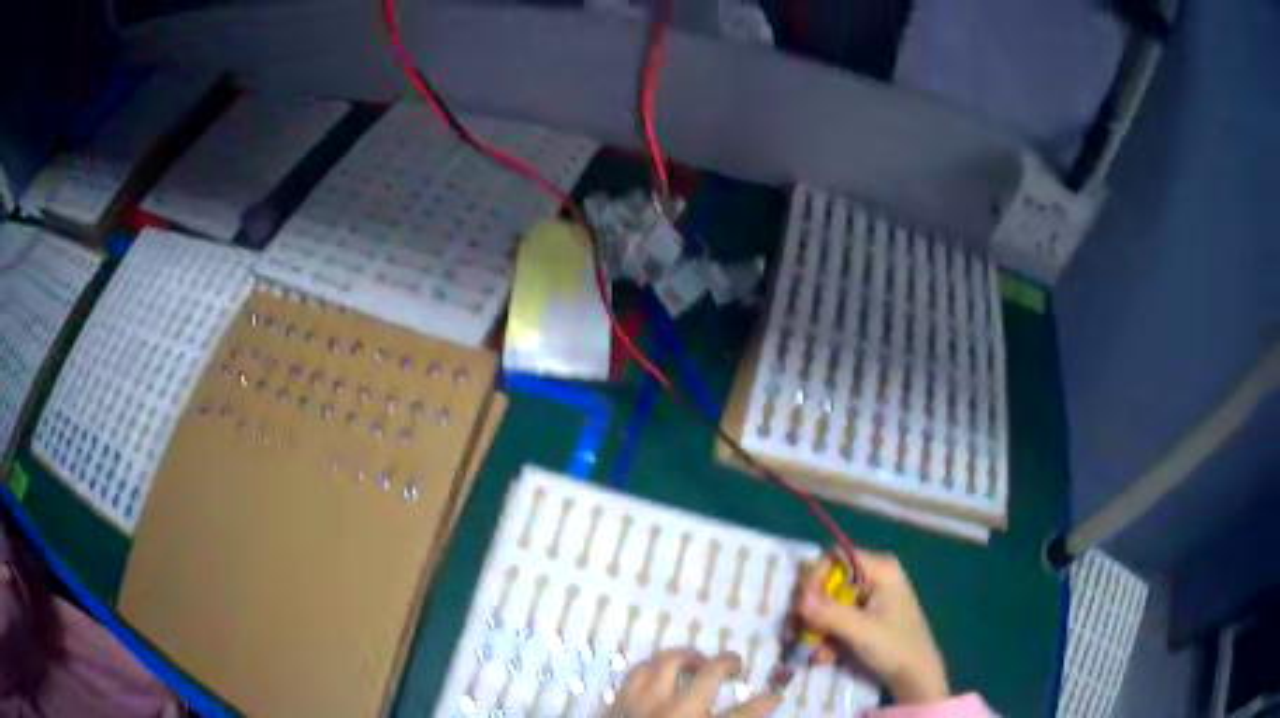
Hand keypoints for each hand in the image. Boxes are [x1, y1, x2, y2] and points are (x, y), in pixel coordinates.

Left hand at [610, 648, 780, 716]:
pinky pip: (635, 674)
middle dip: (725, 662)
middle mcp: (675, 712)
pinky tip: (656, 674)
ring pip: (665, 663)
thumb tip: (741, 717)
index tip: (776, 695)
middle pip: (706, 674)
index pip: (745, 713)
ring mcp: (642, 704)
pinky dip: (650, 669)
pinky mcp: (616, 703)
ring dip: (683, 657)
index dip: (764, 702)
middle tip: (733, 664)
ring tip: (693, 662)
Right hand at [795, 550, 948, 704]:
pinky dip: (829, 634)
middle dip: (813, 607)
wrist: (916, 675)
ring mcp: (873, 596)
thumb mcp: (860, 631)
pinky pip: (840, 617)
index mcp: (881, 569)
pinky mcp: (869, 615)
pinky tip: (824, 655)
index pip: (837, 557)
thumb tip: (798, 600)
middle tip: (796, 629)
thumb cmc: (894, 647)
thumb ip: (829, 614)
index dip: (816, 576)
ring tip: (810, 649)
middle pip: (833, 580)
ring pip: (833, 602)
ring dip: (818, 626)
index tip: (802, 603)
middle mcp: (876, 576)